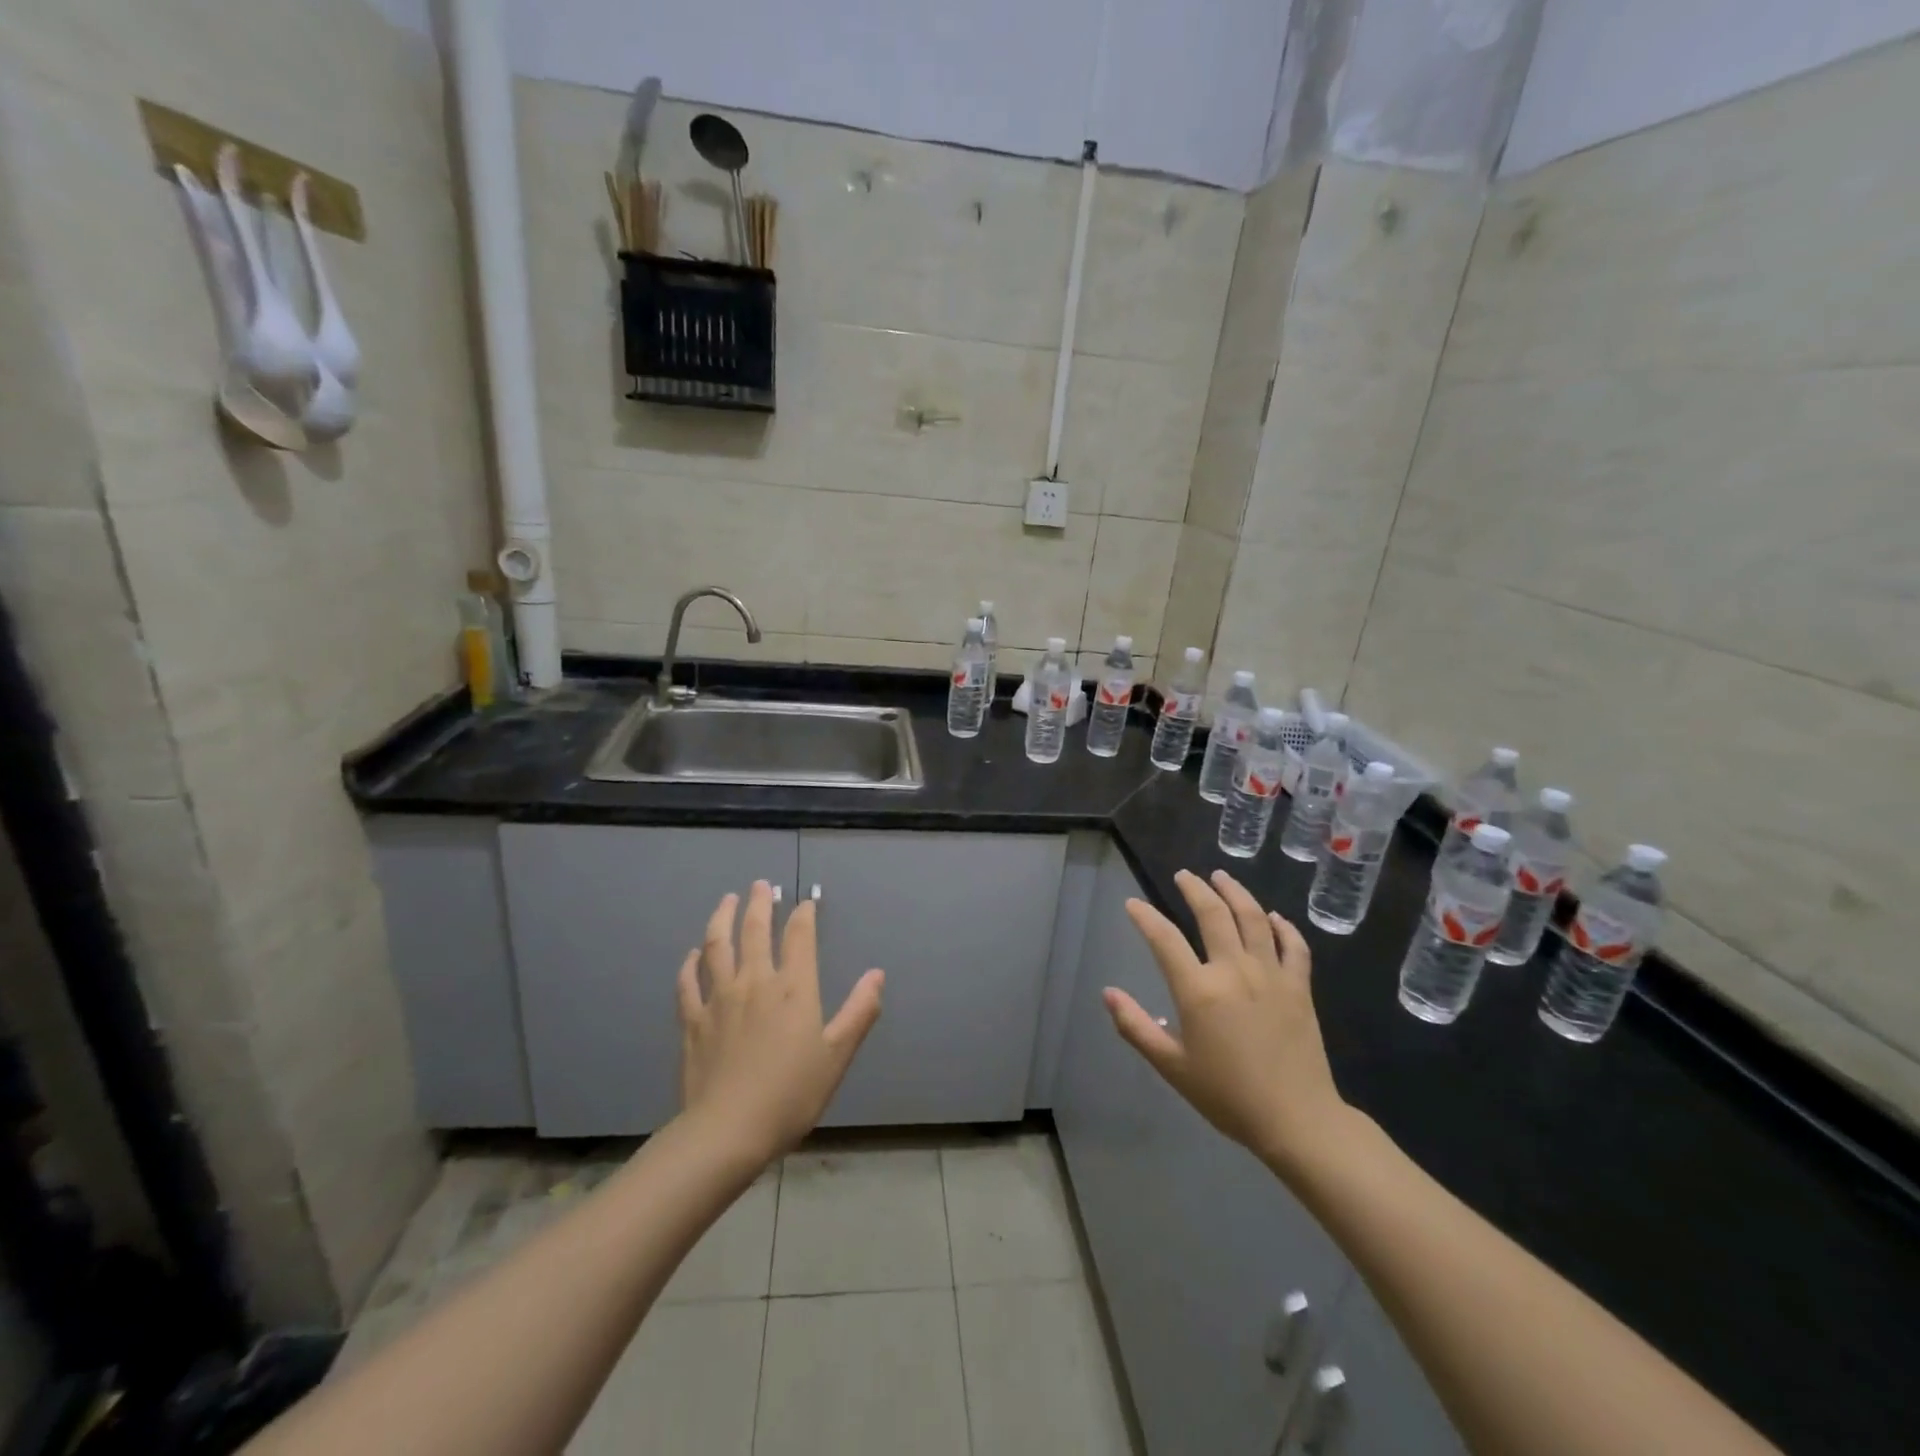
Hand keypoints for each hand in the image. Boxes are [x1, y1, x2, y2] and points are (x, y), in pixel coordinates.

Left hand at [678, 881, 883, 1164]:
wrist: (728, 1131)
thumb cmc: (791, 1094)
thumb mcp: (837, 1055)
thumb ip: (859, 1011)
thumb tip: (877, 974)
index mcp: (793, 988)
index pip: (799, 936)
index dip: (803, 915)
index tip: (806, 902)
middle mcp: (755, 982)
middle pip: (754, 930)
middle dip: (760, 903)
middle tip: (761, 885)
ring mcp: (719, 999)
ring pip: (717, 946)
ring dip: (722, 918)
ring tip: (727, 900)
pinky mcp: (693, 1021)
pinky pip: (689, 983)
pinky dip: (691, 964)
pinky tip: (693, 955)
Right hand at [1104, 868, 1349, 1175]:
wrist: (1296, 1121)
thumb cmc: (1228, 1096)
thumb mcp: (1172, 1067)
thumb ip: (1136, 1027)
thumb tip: (1108, 993)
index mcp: (1199, 991)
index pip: (1165, 939)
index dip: (1145, 917)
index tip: (1133, 904)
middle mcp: (1234, 971)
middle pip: (1213, 915)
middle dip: (1195, 889)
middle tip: (1184, 875)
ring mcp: (1271, 975)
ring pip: (1253, 919)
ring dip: (1235, 892)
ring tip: (1222, 877)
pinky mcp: (1299, 987)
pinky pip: (1293, 946)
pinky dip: (1283, 926)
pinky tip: (1273, 917)